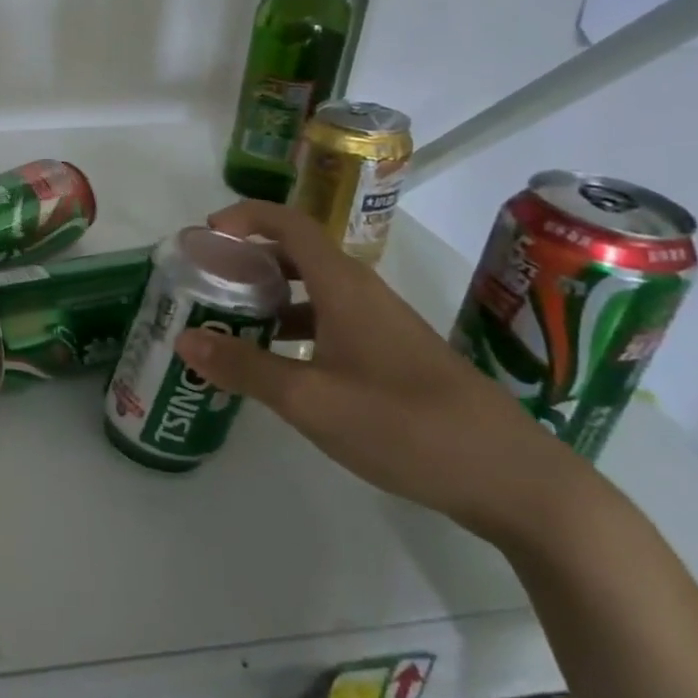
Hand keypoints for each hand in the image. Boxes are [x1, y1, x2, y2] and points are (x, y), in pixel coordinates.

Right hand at [176, 201, 590, 542]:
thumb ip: (244, 368)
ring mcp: (381, 327)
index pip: (290, 224)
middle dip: (247, 261)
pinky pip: (329, 324)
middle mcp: (362, 295)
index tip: (206, 234)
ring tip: (227, 324)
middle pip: (296, 255)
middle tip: (206, 283)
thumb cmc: (406, 425)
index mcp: (344, 287)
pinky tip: (276, 366)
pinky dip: (293, 329)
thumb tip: (184, 340)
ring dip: (268, 298)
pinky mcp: (392, 357)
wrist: (514, 480)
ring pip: (312, 293)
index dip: (246, 217)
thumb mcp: (311, 399)